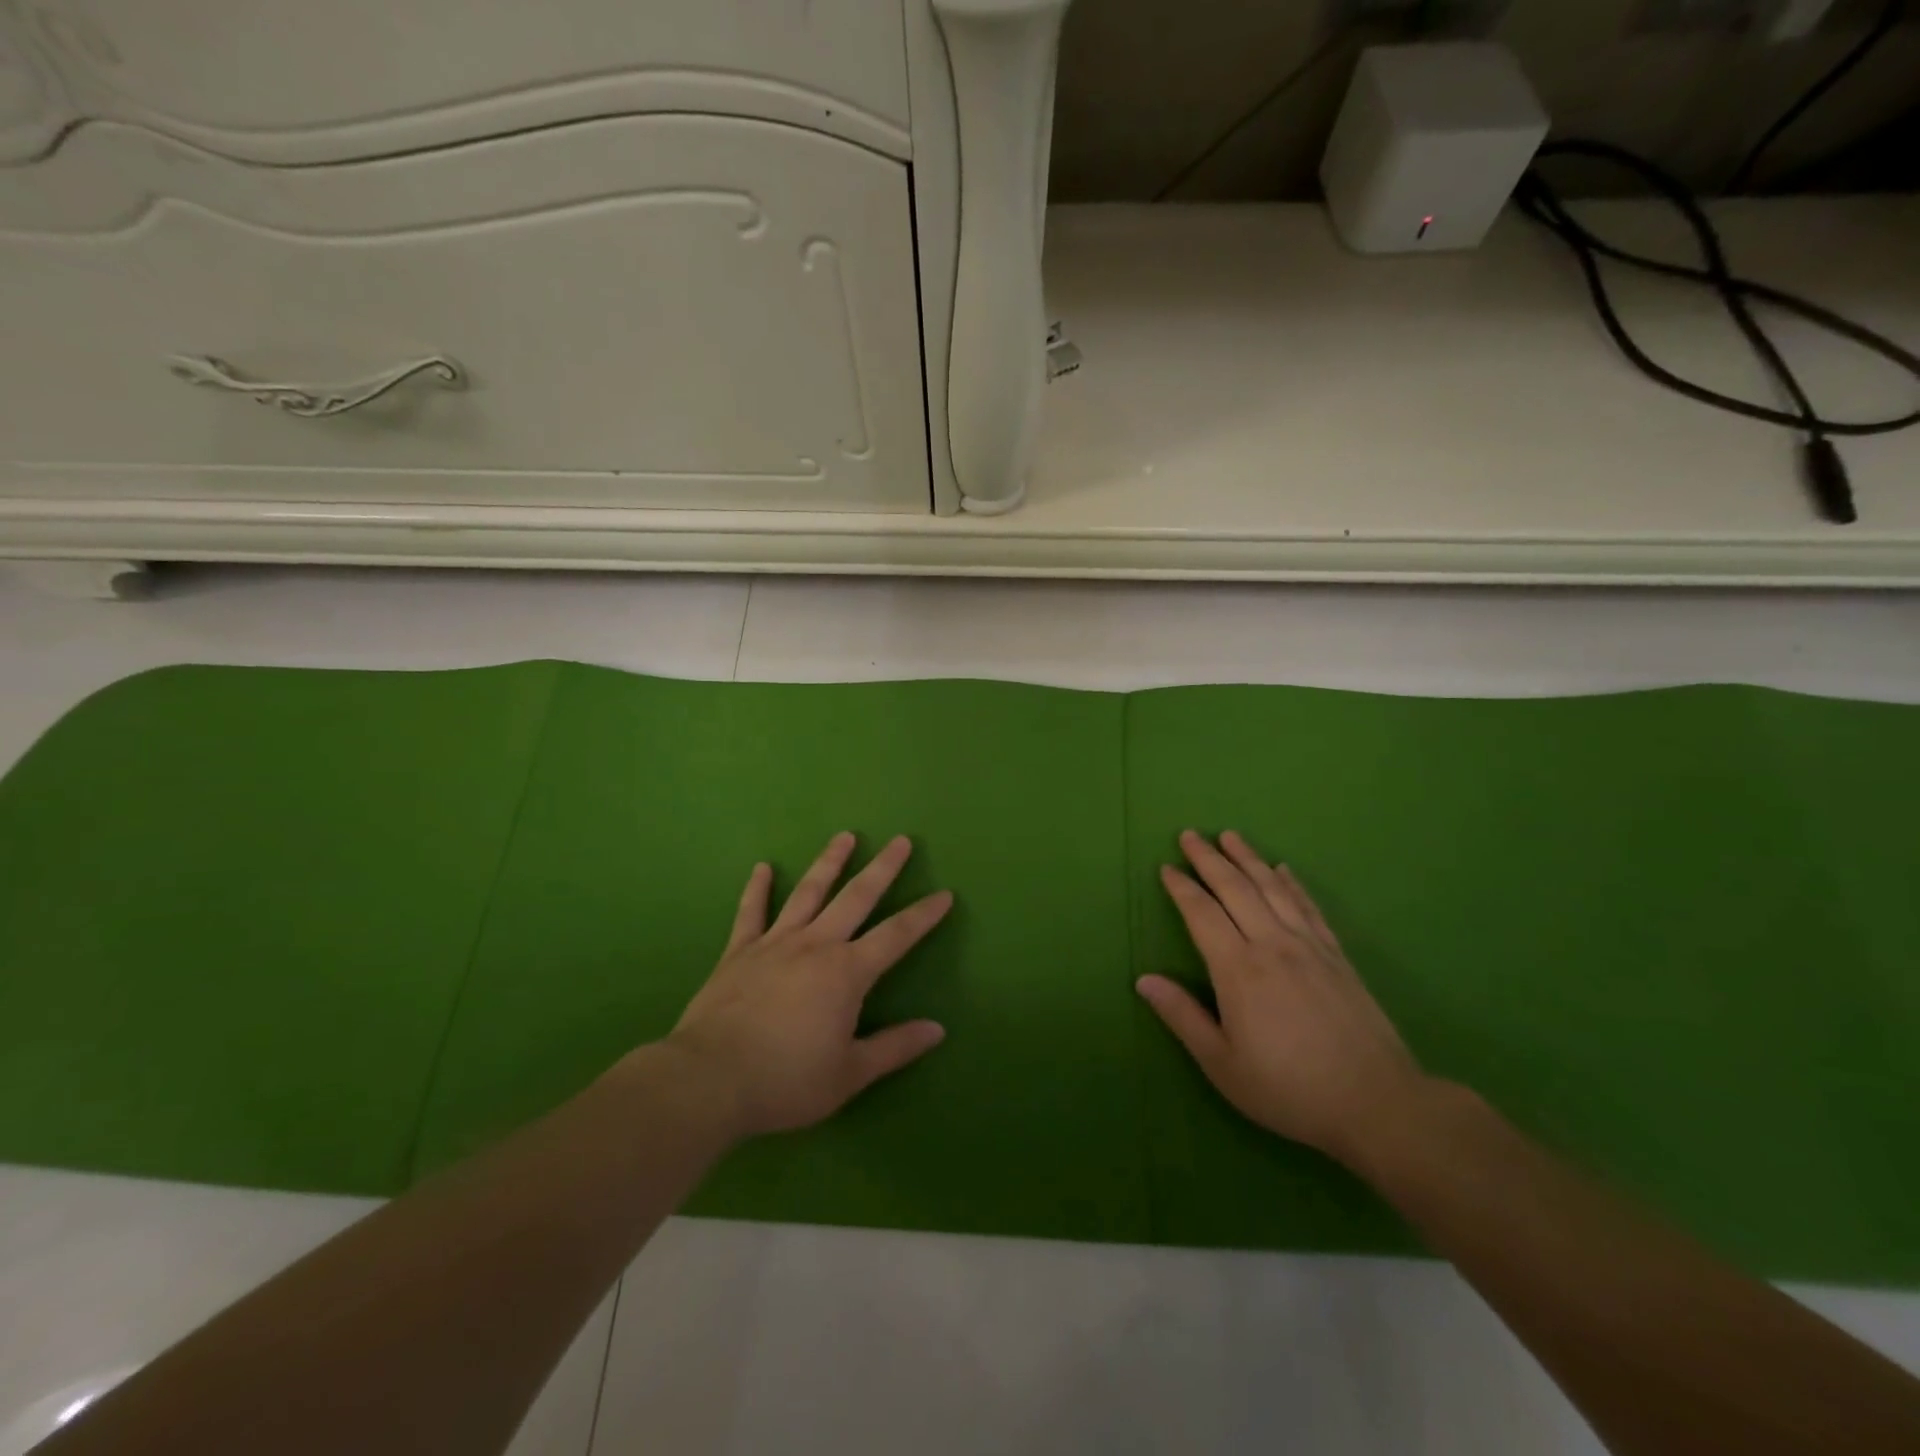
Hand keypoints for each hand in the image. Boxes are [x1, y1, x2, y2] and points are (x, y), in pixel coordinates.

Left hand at [664, 832, 951, 1139]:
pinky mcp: (739, 951)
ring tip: (844, 836)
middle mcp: (816, 944)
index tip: (944, 894)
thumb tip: (937, 1029)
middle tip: (901, 840)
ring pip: (809, 892)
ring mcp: (775, 943)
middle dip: (883, 868)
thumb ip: (895, 1047)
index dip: (923, 915)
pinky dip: (758, 888)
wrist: (710, 1080)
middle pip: (856, 897)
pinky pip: (751, 912)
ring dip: (829, 862)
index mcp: (847, 972)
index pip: (896, 936)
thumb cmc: (786, 1080)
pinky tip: (763, 867)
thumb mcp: (849, 1074)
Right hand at [1137, 830, 1429, 1167]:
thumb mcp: (1223, 1064)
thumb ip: (1182, 1017)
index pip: (1202, 914)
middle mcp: (1272, 945)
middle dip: (1209, 859)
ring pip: (1272, 888)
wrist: (1378, 1103)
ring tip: (1230, 835)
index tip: (1166, 867)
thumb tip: (1143, 980)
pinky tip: (1284, 869)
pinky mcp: (1337, 955)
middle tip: (1190, 835)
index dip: (1181, 888)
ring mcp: (1309, 946)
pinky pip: (1309, 906)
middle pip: (1235, 888)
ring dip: (1248, 858)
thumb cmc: (1289, 1089)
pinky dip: (1292, 883)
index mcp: (1238, 969)